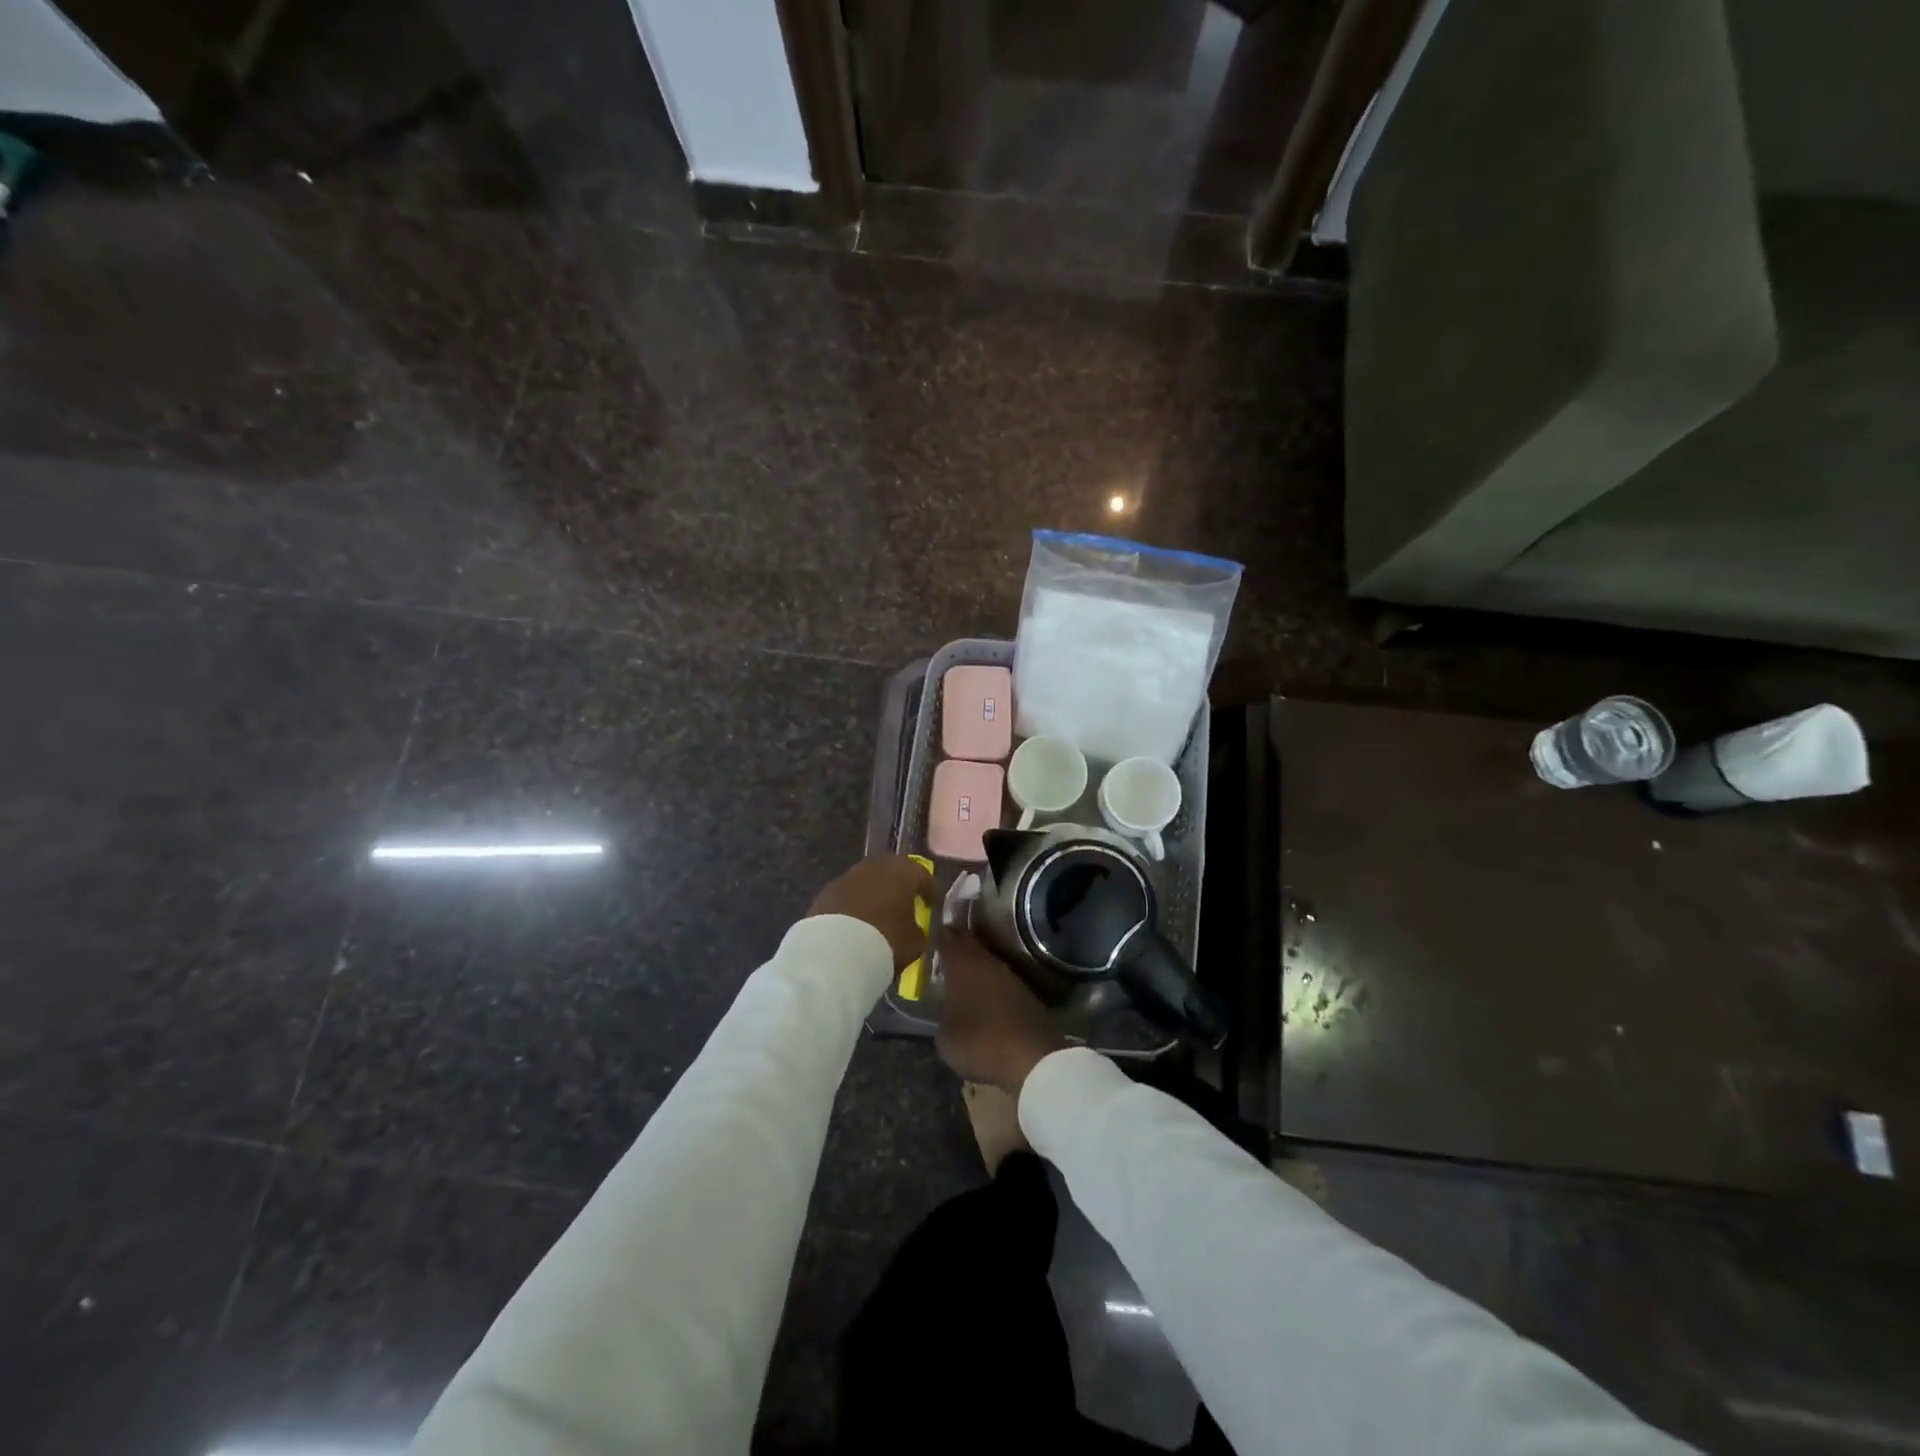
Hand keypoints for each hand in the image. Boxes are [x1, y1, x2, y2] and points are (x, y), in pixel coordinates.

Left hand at [806, 854, 933, 972]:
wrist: (837, 950)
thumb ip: (918, 930)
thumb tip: (914, 928)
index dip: (929, 890)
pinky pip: (848, 893)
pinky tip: (855, 922)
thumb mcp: (915, 942)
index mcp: (904, 872)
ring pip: (868, 880)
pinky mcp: (828, 890)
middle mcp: (877, 866)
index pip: (923, 875)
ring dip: (875, 892)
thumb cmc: (887, 941)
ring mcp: (849, 875)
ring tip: (877, 914)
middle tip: (903, 903)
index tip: (930, 905)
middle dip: (899, 885)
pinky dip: (854, 903)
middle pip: (893, 870)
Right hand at [935, 928, 1066, 1093]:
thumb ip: (941, 1015)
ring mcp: (1008, 975)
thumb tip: (944, 1008)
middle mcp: (985, 962)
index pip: (947, 939)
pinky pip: (1000, 977)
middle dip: (957, 941)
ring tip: (962, 966)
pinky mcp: (1025, 991)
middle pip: (969, 943)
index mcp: (961, 966)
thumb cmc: (979, 1042)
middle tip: (946, 940)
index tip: (931, 931)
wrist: (1031, 1056)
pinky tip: (984, 988)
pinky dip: (990, 978)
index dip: (938, 934)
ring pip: (986, 959)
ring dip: (975, 960)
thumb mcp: (945, 1037)